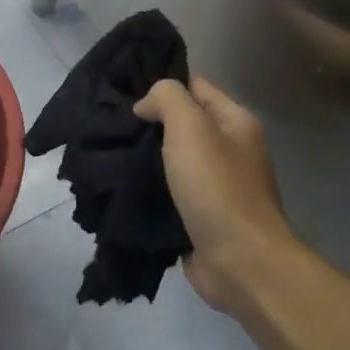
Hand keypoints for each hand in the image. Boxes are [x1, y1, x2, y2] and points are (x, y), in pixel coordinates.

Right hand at [133, 78, 297, 311]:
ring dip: (146, 159)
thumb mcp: (190, 127)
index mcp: (236, 122)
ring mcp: (218, 186)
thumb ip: (167, 99)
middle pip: (184, 124)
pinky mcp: (202, 217)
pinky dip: (150, 190)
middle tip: (113, 126)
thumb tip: (146, 105)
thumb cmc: (217, 187)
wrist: (240, 262)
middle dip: (150, 123)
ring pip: (174, 160)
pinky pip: (171, 193)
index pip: (196, 87)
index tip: (126, 95)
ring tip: (110, 154)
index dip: (163, 87)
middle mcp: (231, 150)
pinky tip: (122, 187)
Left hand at [283, 0, 349, 149]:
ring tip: (305, 10)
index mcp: (344, 62)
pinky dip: (331, 56)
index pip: (299, 25)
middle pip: (298, 54)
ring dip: (307, 44)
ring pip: (317, 69)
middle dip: (286, 27)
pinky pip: (338, 79)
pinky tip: (344, 36)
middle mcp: (342, 87)